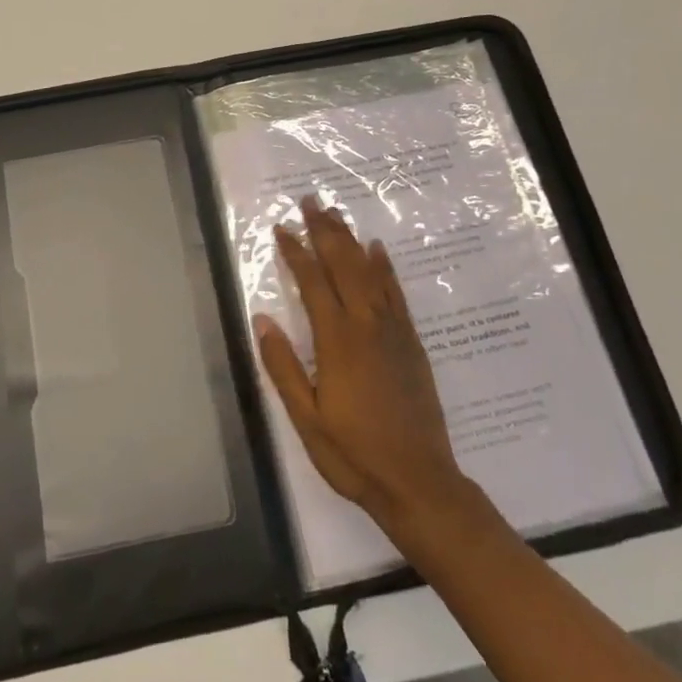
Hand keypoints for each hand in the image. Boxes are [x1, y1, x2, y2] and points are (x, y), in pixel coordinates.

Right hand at [255, 198, 470, 534]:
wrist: (418, 481)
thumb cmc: (353, 454)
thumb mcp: (306, 418)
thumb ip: (282, 366)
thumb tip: (262, 319)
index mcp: (337, 342)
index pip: (312, 283)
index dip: (295, 252)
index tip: (282, 227)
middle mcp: (366, 325)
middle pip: (343, 265)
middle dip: (325, 231)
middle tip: (311, 200)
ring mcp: (393, 331)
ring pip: (369, 272)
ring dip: (351, 240)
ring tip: (336, 214)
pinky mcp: (411, 342)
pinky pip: (396, 293)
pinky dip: (385, 267)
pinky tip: (377, 249)